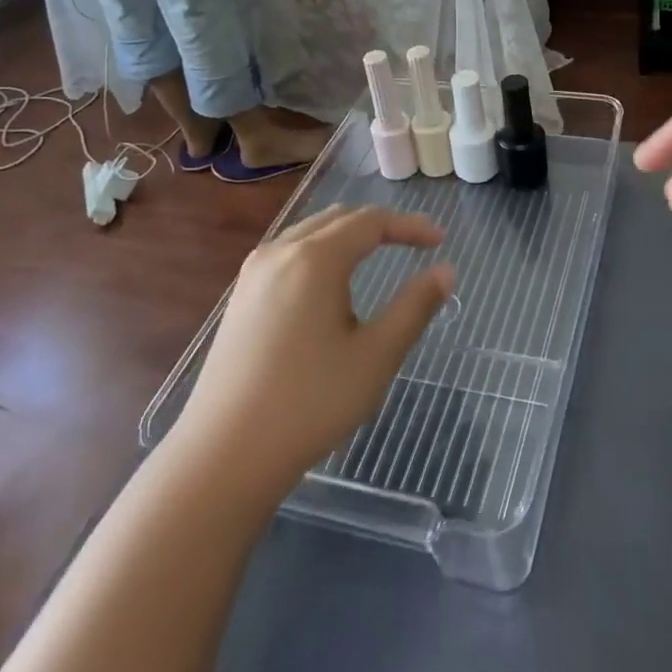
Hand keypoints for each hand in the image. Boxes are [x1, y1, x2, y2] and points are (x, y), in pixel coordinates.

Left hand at [179, 207, 455, 492]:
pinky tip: (329, 283)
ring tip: (377, 254)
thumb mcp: (376, 356)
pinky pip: (288, 253)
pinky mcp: (240, 297)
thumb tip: (446, 271)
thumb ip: (415, 307)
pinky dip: (320, 251)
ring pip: (309, 232)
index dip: (410, 226)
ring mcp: (254, 273)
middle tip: (415, 243)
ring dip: (348, 235)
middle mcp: (280, 252)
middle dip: (380, 225)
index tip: (440, 240)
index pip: (371, 223)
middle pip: (339, 219)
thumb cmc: (311, 402)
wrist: (226, 452)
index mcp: (315, 259)